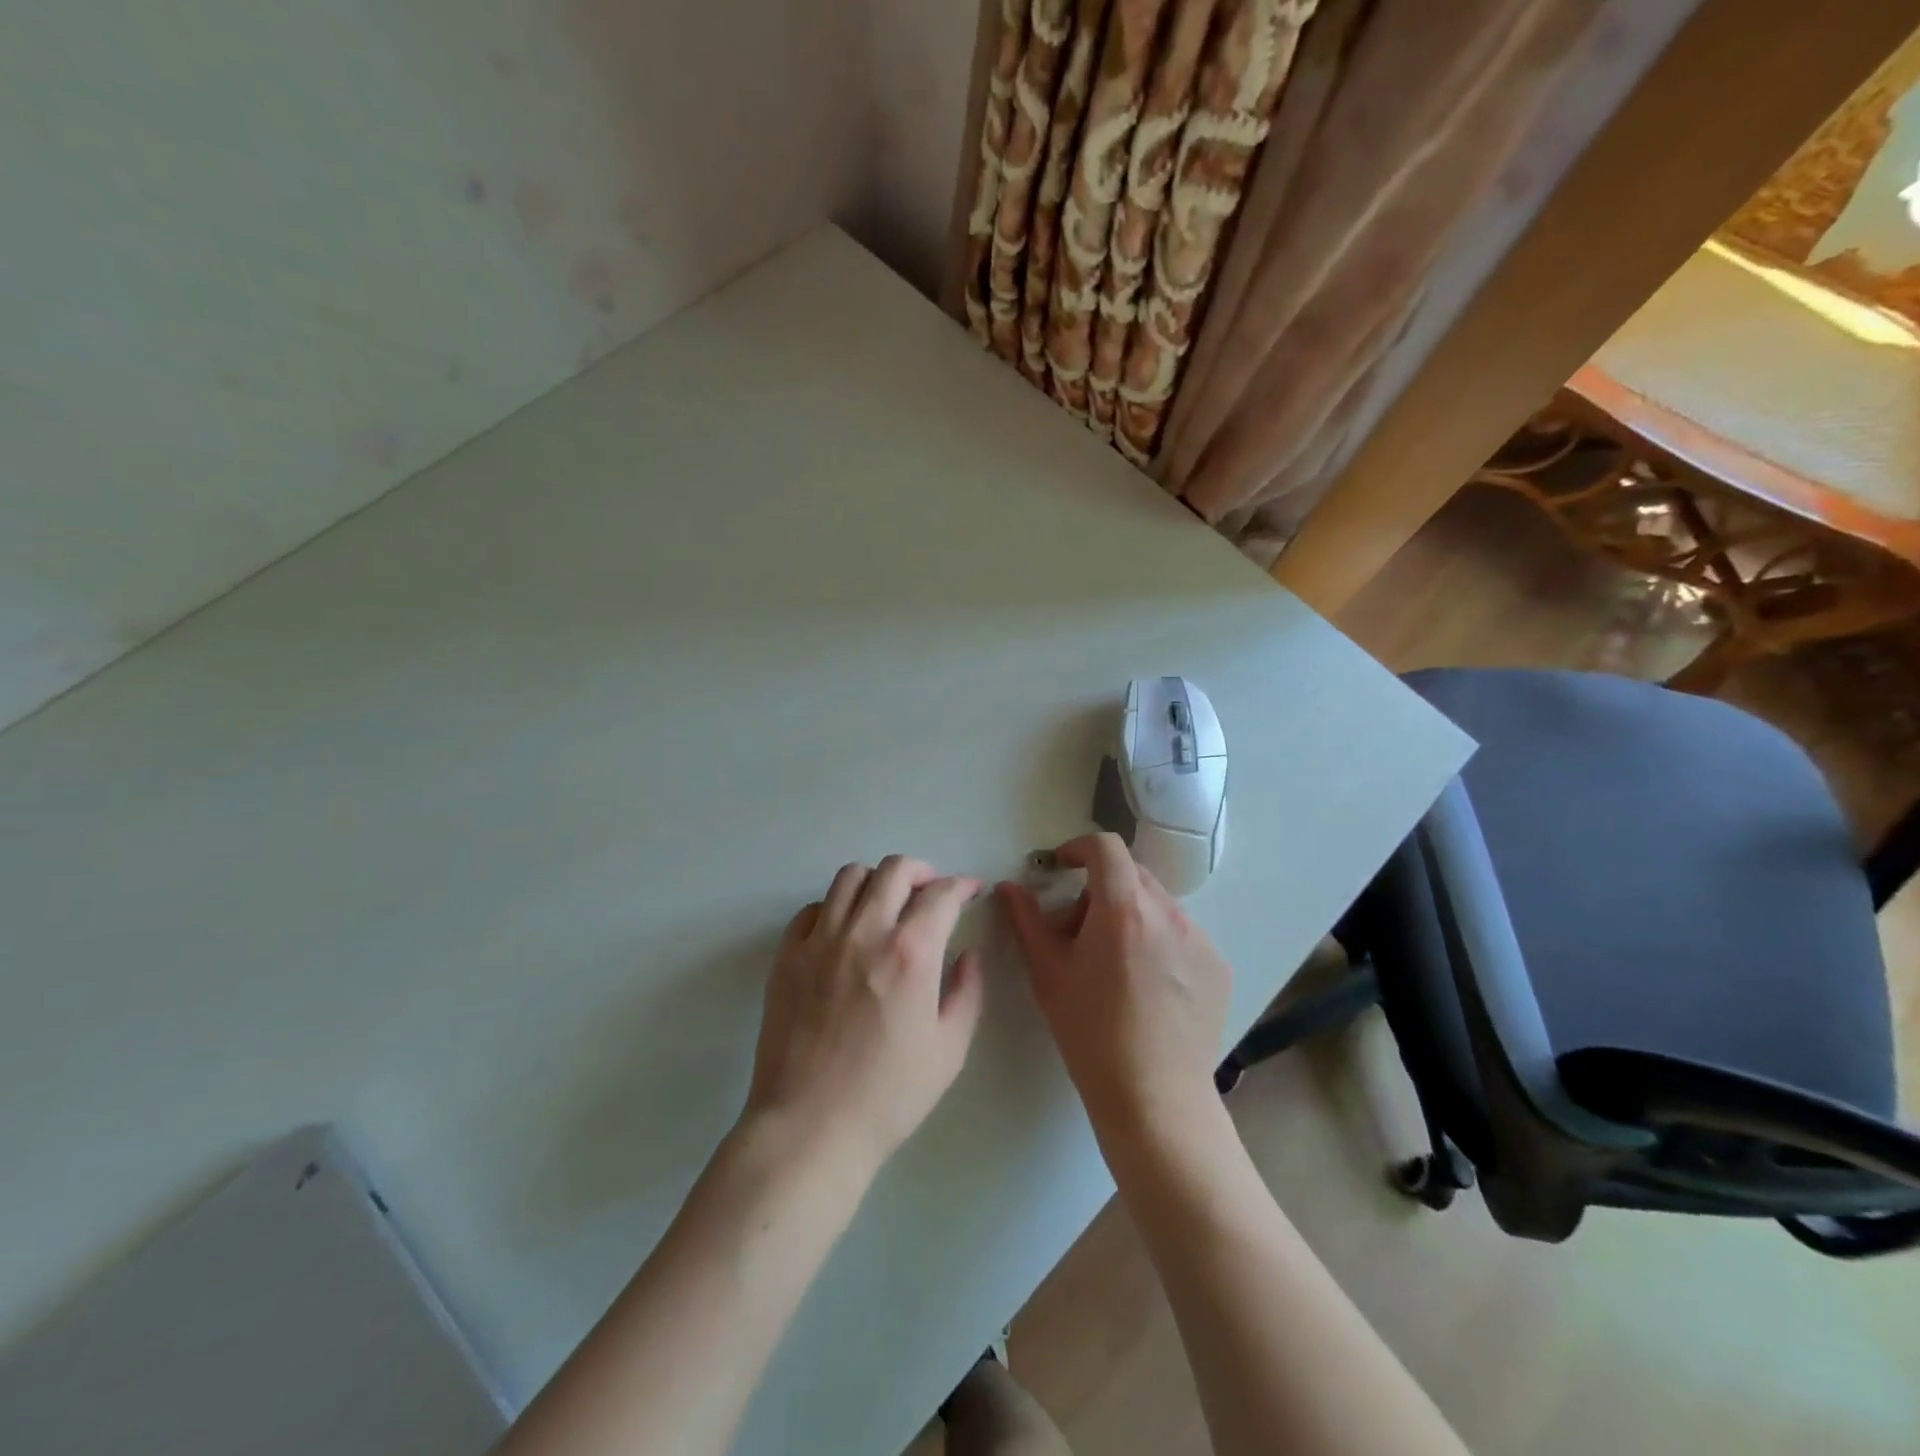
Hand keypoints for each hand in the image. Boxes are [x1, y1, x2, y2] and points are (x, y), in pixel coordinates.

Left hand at [743, 856, 985, 1176]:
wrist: (810, 1127)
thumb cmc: (889, 1095)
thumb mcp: (949, 1049)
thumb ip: (967, 992)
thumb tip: (968, 954)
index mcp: (910, 952)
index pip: (940, 894)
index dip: (962, 885)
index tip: (970, 890)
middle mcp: (864, 931)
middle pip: (894, 870)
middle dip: (922, 871)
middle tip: (931, 890)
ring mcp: (820, 940)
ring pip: (849, 877)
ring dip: (877, 880)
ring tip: (887, 902)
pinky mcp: (787, 956)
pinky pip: (812, 909)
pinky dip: (834, 907)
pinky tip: (844, 930)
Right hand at [997, 833, 1230, 1132]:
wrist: (1155, 1098)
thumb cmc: (1090, 1033)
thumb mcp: (1048, 973)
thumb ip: (1027, 920)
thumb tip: (1009, 886)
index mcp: (1124, 909)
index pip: (1106, 847)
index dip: (1079, 848)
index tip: (1061, 868)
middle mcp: (1169, 913)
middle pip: (1131, 874)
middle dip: (1100, 888)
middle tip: (1079, 930)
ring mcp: (1200, 939)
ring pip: (1157, 905)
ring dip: (1130, 915)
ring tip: (1115, 965)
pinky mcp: (1219, 966)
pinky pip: (1182, 934)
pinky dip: (1159, 941)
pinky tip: (1147, 988)